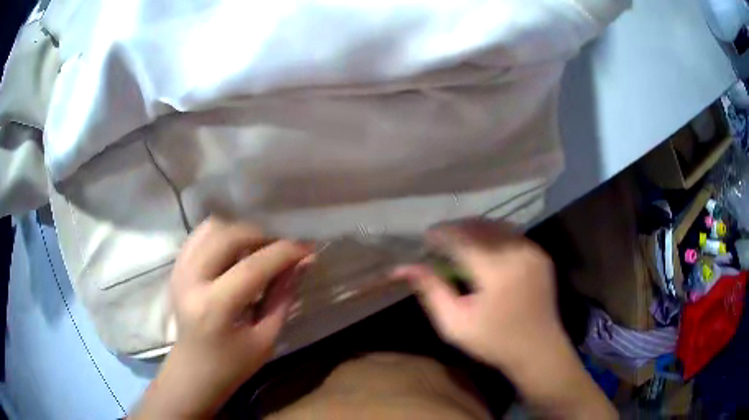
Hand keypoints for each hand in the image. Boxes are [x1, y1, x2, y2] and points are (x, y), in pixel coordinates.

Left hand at [134, 218, 311, 418]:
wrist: (193, 371)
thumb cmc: (232, 364)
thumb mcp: (265, 339)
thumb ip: (283, 297)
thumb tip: (304, 262)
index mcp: (213, 307)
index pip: (252, 267)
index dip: (284, 252)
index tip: (308, 247)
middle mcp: (191, 281)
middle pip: (229, 236)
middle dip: (263, 235)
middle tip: (285, 246)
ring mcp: (179, 270)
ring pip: (213, 228)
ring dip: (241, 231)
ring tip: (261, 246)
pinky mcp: (176, 266)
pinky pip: (201, 234)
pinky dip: (223, 233)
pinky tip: (238, 248)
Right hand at [395, 219, 616, 418]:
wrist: (538, 349)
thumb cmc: (493, 341)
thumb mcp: (455, 324)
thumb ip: (432, 291)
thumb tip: (405, 267)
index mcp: (496, 271)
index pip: (462, 239)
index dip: (442, 234)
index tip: (426, 237)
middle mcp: (517, 253)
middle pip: (481, 226)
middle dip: (457, 228)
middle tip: (440, 238)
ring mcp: (533, 251)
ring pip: (498, 227)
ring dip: (475, 228)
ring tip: (459, 239)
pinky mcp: (541, 255)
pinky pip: (512, 235)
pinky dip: (494, 235)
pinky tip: (484, 247)